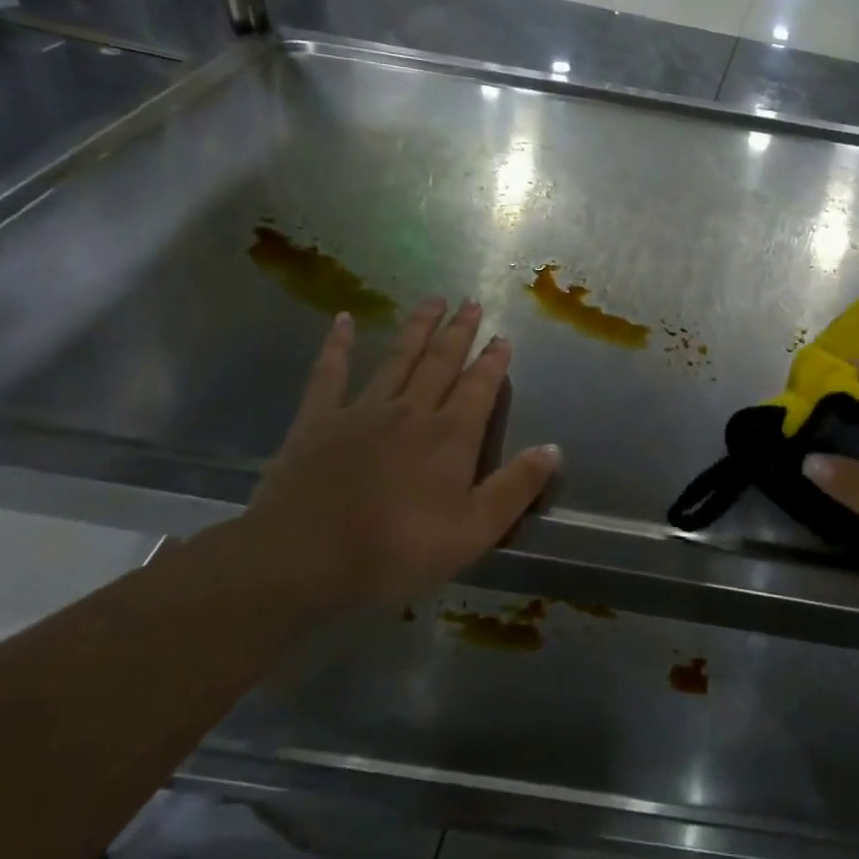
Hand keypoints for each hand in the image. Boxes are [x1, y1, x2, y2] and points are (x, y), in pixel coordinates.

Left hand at [241, 298, 559, 609]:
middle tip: (472, 302)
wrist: (303, 558)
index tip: (503, 337)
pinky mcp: (317, 420)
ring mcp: (361, 410)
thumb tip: (554, 449)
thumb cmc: (397, 550)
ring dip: (417, 328)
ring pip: (397, 358)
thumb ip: (516, 487)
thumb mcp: (474, 531)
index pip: (479, 388)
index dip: (493, 362)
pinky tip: (341, 319)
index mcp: (450, 436)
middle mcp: (411, 411)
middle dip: (460, 332)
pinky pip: (329, 373)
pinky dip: (336, 344)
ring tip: (433, 299)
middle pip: (441, 362)